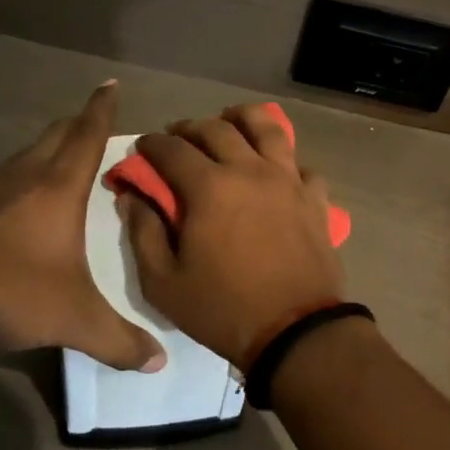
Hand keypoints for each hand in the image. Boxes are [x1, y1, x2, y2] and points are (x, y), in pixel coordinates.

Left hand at [0, 81, 165, 371]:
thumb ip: (118, 340)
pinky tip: (20, 205)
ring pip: (26, 155)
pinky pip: (1, 179)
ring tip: (62, 167)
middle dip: (78, 124)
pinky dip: (20, 179)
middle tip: (95, 126)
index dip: (102, 108)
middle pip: (56, 134)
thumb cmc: (12, 291)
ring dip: (47, 152)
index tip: (110, 84)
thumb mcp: (73, 319)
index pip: (87, 134)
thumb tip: (158, 362)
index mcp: (58, 187)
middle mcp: (24, 175)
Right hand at [121, 104, 343, 368]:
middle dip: (190, 127)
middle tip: (178, 136)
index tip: (143, 147)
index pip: (172, 149)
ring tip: (230, 122)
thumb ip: (143, 233)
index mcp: (209, 187)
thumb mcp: (164, 283)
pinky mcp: (315, 197)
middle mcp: (250, 170)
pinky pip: (300, 164)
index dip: (152, 144)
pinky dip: (284, 160)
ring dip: (243, 118)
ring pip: (267, 128)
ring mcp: (288, 180)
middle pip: (217, 129)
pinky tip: (276, 168)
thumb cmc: (223, 309)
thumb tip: (133, 197)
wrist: (295, 330)